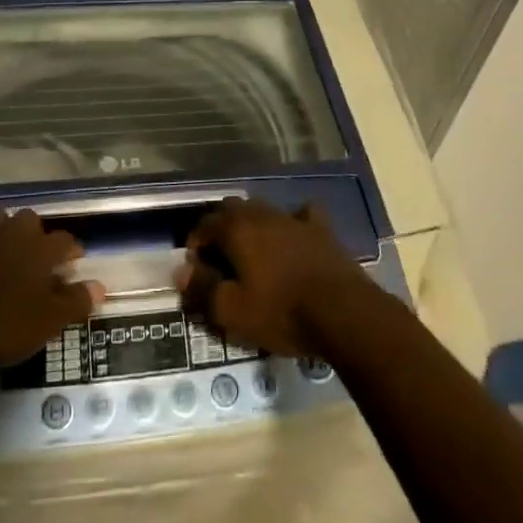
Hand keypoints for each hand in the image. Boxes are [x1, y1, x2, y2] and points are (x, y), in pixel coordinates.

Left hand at [0, 210, 103, 372]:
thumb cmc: (1, 325)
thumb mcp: (47, 322)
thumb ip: (75, 302)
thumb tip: (100, 286)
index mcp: (40, 249)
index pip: (65, 241)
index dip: (71, 251)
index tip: (73, 262)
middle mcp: (12, 231)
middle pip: (29, 221)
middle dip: (33, 234)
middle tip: (32, 255)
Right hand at [173, 198, 375, 357]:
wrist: (342, 312)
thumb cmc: (281, 312)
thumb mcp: (233, 311)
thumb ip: (203, 288)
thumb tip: (180, 271)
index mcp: (236, 229)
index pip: (204, 225)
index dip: (194, 244)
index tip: (194, 269)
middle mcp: (261, 214)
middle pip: (232, 210)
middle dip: (220, 229)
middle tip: (220, 259)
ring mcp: (293, 218)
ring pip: (263, 210)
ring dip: (252, 225)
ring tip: (251, 252)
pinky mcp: (320, 229)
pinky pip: (301, 215)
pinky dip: (291, 223)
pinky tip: (292, 236)